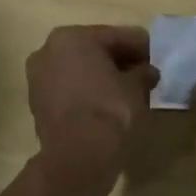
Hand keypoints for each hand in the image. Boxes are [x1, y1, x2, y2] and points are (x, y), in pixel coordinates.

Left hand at [25, 25, 159, 176]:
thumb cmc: (109, 111)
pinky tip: (107, 103)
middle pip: (93, 50)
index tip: (157, 56)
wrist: (77, 158)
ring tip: (128, 90)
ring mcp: (38, 77)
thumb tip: (147, 71)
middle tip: (144, 72)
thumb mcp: (136, 87)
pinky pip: (68, 88)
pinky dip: (86, 91)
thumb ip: (143, 72)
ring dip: (101, 76)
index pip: (114, 36)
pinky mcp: (37, 102)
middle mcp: (48, 50)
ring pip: (79, 69)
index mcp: (72, 37)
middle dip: (119, 60)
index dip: (140, 46)